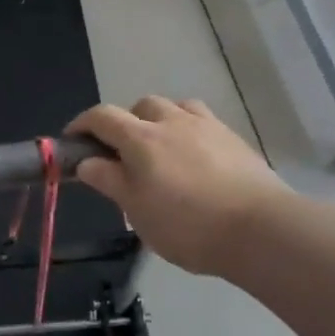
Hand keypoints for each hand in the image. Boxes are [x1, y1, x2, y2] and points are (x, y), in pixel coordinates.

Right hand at [68, 97, 289, 277]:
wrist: (262, 230)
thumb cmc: (188, 224)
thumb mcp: (137, 210)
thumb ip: (110, 181)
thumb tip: (87, 162)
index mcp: (141, 138)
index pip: (101, 117)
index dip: (82, 125)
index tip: (73, 141)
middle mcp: (172, 122)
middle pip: (140, 105)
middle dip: (124, 121)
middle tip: (121, 152)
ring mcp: (208, 127)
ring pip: (176, 107)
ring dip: (160, 119)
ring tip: (161, 148)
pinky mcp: (235, 140)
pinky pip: (203, 122)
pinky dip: (189, 130)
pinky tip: (194, 157)